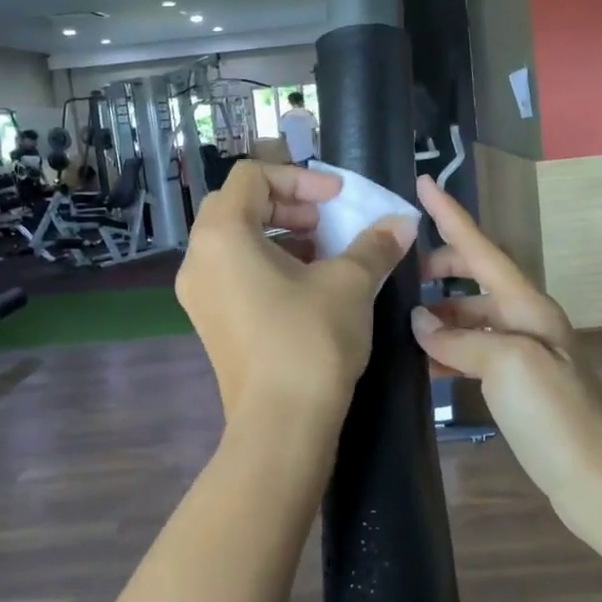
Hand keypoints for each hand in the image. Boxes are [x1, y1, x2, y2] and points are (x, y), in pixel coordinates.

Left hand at [177, 161, 416, 425]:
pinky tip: (307, 286)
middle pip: (239, 205)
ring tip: (324, 254)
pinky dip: (268, 264)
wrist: (281, 425)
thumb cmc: (310, 339)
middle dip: (290, 204)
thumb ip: (374, 244)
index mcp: (222, 234)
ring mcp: (198, 294)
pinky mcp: (209, 322)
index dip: (300, 177)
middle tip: (329, 223)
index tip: (338, 199)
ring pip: (236, 241)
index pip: (252, 176)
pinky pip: (234, 272)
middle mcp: (198, 258)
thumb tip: (403, 222)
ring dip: (281, 234)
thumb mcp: (350, 283)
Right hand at [409, 175, 601, 532]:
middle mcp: (528, 320)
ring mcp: (525, 353)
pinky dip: (450, 349)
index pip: (482, 249)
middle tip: (402, 271)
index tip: (423, 183)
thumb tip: (420, 322)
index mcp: (529, 305)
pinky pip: (476, 351)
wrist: (598, 482)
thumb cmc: (556, 416)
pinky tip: (426, 362)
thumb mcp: (507, 366)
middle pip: (479, 277)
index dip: (451, 215)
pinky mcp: (520, 385)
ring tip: (403, 321)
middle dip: (443, 267)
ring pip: (474, 317)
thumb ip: (460, 338)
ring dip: (441, 313)